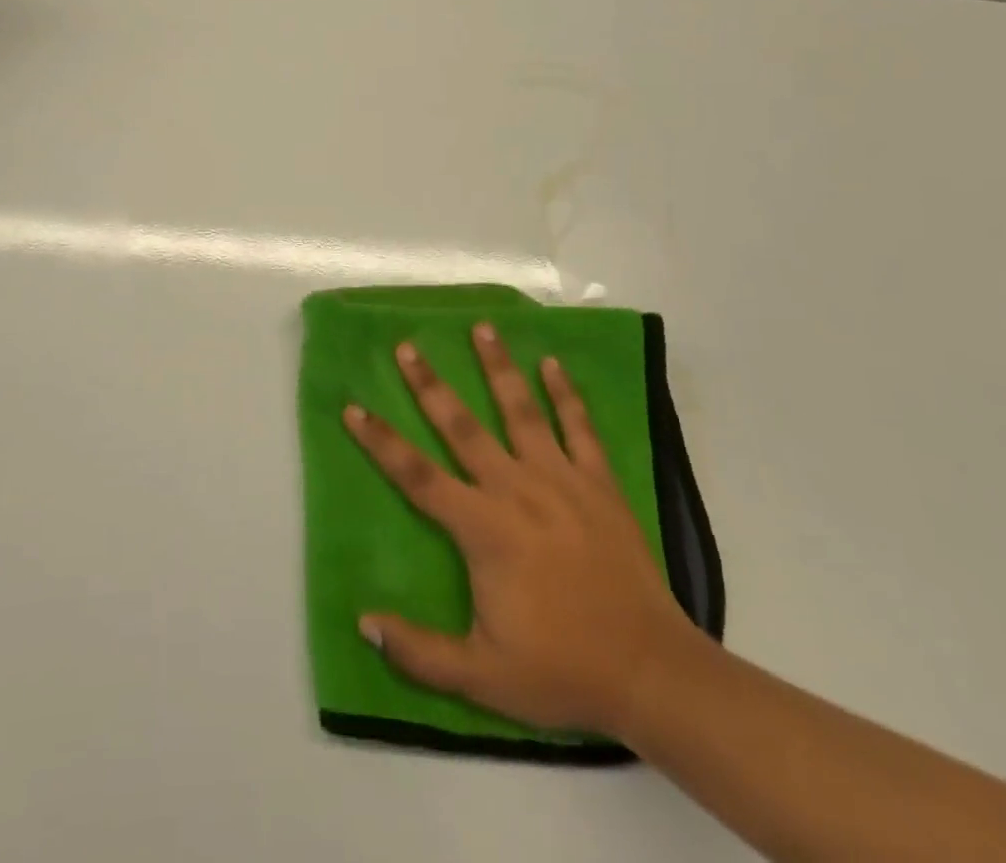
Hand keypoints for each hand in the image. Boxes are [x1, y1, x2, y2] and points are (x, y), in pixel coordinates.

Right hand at [343, 322, 698, 735]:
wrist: (651, 672)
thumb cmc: (561, 670)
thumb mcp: (482, 678)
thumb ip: (420, 652)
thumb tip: (365, 624)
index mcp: (482, 528)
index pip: (417, 475)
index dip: (381, 442)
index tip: (353, 408)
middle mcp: (515, 489)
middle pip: (462, 427)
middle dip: (430, 385)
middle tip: (407, 346)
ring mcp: (561, 480)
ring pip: (522, 411)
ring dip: (498, 368)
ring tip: (482, 328)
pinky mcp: (599, 484)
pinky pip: (580, 428)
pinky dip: (567, 394)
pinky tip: (553, 363)